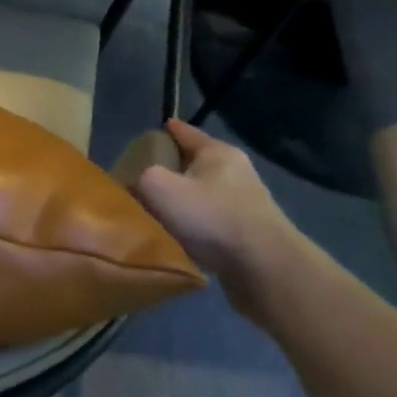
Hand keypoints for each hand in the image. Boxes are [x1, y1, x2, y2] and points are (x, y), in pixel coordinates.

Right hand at [132, 119, 299, 279]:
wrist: (263, 266)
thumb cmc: (209, 216)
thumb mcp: (157, 186)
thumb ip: (138, 177)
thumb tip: (133, 185)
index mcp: (217, 152)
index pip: (185, 132)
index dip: (164, 131)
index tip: (146, 135)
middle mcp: (236, 171)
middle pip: (194, 163)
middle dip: (170, 169)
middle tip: (142, 178)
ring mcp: (246, 203)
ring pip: (202, 193)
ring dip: (183, 200)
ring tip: (156, 210)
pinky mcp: (249, 232)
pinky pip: (211, 220)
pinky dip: (194, 224)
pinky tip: (178, 234)